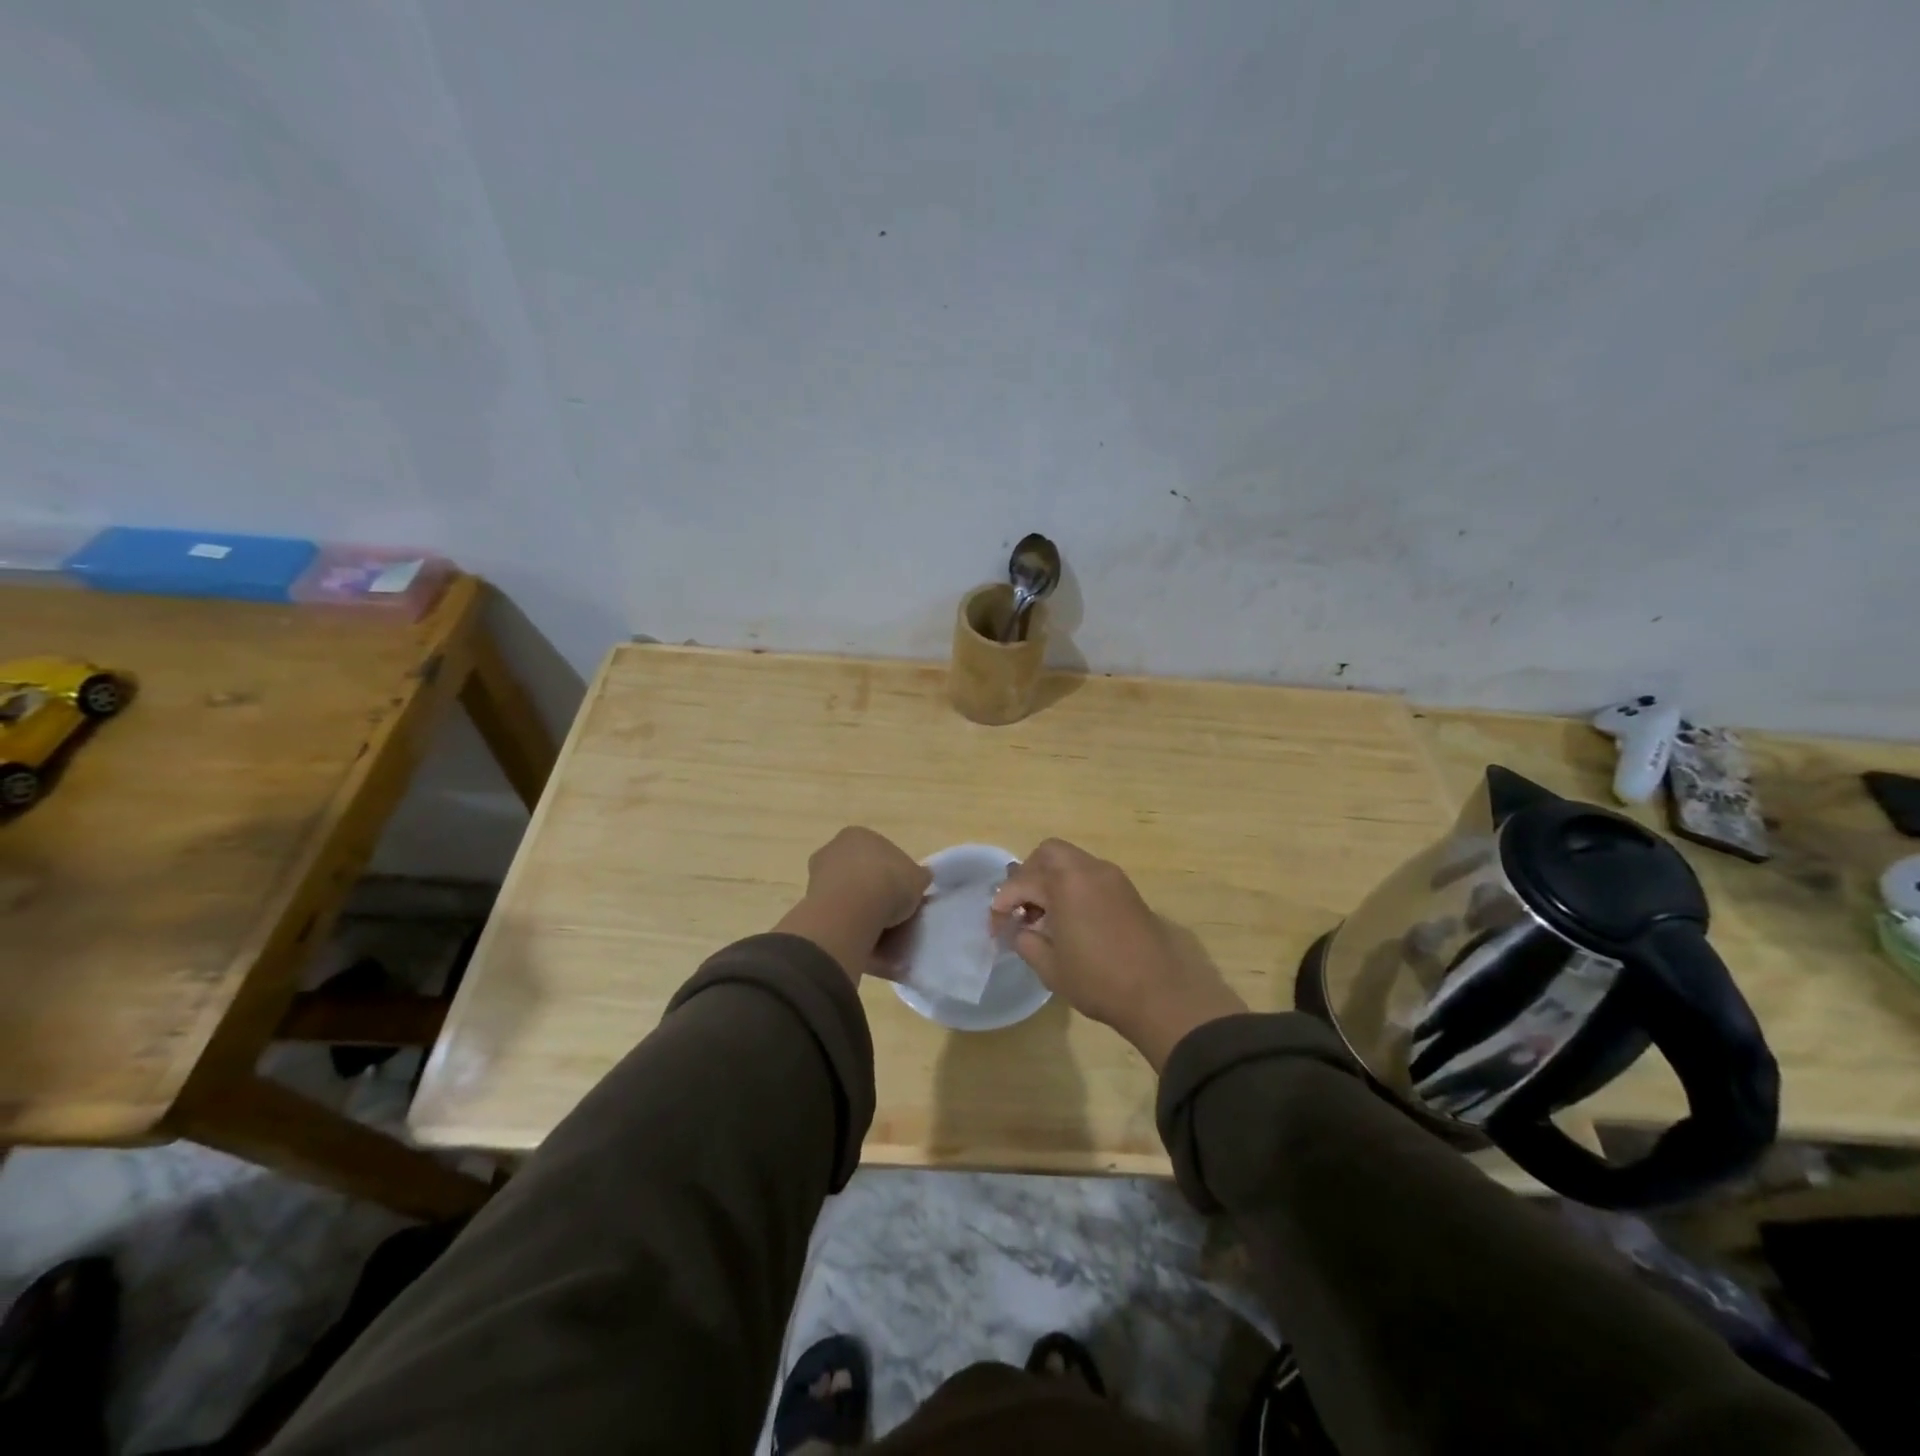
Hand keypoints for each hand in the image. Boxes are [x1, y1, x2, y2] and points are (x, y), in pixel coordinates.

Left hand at [775, 827, 931, 982]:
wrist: (853, 910)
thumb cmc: (888, 883)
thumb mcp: (917, 878)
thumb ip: (918, 876)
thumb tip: (921, 877)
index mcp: (858, 834)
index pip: (879, 851)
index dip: (893, 871)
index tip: (901, 891)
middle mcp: (833, 848)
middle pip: (857, 869)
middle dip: (870, 886)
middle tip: (889, 908)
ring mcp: (816, 874)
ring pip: (843, 890)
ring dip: (856, 904)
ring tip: (875, 926)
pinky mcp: (808, 902)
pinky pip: (834, 910)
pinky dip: (845, 920)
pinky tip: (859, 934)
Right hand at [991, 839, 1247, 1069]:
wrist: (1162, 993)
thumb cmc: (1099, 980)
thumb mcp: (1050, 966)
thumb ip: (1026, 941)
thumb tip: (1018, 928)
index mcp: (1066, 882)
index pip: (1022, 881)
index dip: (1002, 902)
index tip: (996, 925)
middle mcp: (1090, 869)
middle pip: (1049, 853)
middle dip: (1028, 875)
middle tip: (1021, 907)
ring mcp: (1113, 878)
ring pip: (1072, 862)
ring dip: (1052, 880)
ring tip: (1044, 917)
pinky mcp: (1128, 891)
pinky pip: (1090, 876)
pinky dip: (1073, 887)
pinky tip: (1069, 919)